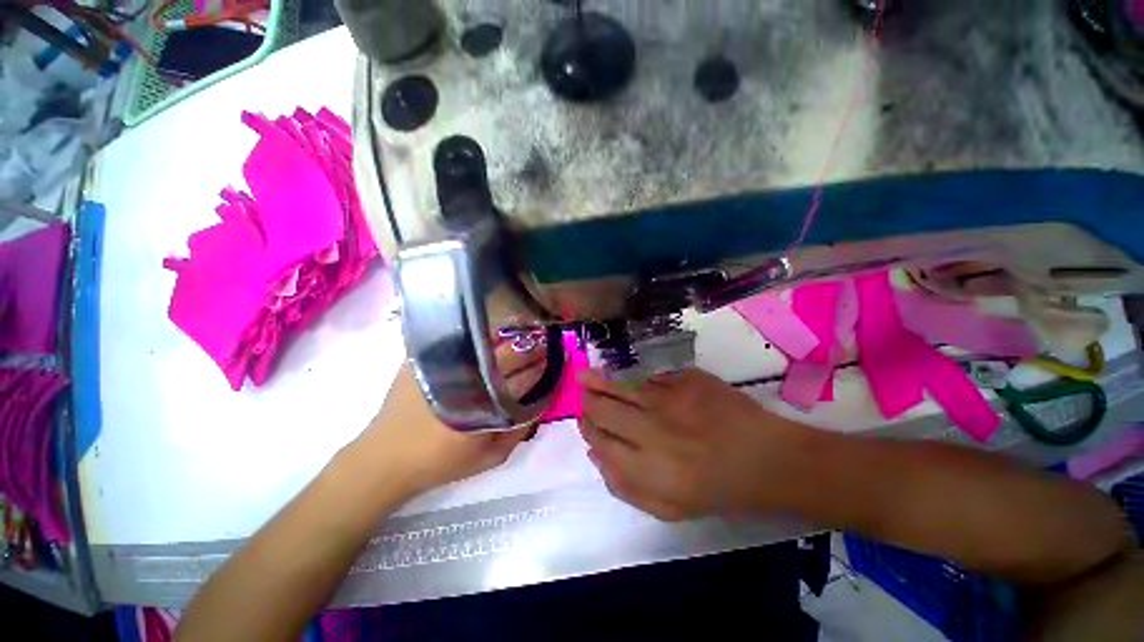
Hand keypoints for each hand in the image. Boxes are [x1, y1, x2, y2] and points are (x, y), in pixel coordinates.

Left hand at [354, 345, 547, 496]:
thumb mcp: (489, 458)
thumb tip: (540, 402)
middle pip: (509, 353)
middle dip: (530, 348)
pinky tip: (485, 340)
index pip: (525, 377)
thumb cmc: (441, 462)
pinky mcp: (423, 358)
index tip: (553, 359)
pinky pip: (458, 340)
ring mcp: (444, 363)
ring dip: (508, 340)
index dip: (542, 366)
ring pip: (486, 342)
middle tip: (540, 345)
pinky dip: (478, 338)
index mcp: (485, 404)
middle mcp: (467, 377)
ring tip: (519, 341)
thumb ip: (519, 431)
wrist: (384, 459)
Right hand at [579, 368, 810, 520]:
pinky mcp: (686, 380)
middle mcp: (651, 430)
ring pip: (622, 389)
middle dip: (589, 403)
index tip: (582, 422)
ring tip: (584, 377)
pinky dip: (638, 383)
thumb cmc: (718, 490)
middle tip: (582, 396)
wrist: (768, 459)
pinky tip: (631, 383)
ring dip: (600, 383)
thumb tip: (595, 453)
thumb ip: (624, 486)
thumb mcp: (668, 508)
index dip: (587, 429)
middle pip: (604, 411)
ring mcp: (669, 400)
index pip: (600, 441)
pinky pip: (651, 379)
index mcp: (646, 468)